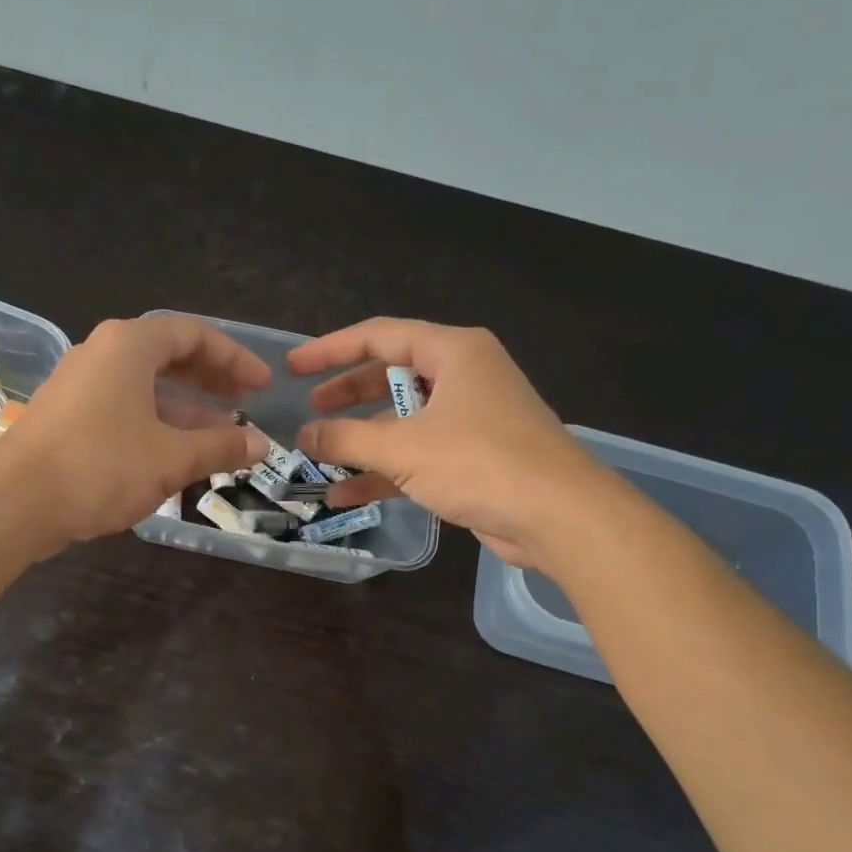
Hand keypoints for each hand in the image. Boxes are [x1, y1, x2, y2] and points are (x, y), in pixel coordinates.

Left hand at [0, 316, 269, 553]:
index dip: (234, 358)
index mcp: (129, 346)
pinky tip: (176, 453)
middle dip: (210, 380)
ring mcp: (80, 384)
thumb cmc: (101, 467)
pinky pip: (124, 407)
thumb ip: (221, 447)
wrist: (16, 502)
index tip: (262, 384)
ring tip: (220, 434)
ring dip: (186, 407)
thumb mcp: (171, 458)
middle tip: (244, 403)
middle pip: (168, 356)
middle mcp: (102, 353)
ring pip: (145, 386)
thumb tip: (262, 444)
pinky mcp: (68, 416)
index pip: (194, 335)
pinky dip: (156, 423)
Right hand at [290, 318, 588, 565]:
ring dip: (362, 441)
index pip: (380, 336)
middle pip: (391, 376)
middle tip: (310, 407)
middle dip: (347, 395)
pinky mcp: (473, 458)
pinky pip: (417, 455)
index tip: (294, 367)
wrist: (557, 516)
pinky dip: (384, 471)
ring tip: (318, 456)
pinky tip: (345, 494)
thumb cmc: (480, 462)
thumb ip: (346, 440)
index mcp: (454, 352)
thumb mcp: (403, 448)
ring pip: (403, 421)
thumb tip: (302, 435)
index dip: (332, 349)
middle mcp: (463, 377)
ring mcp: (470, 419)